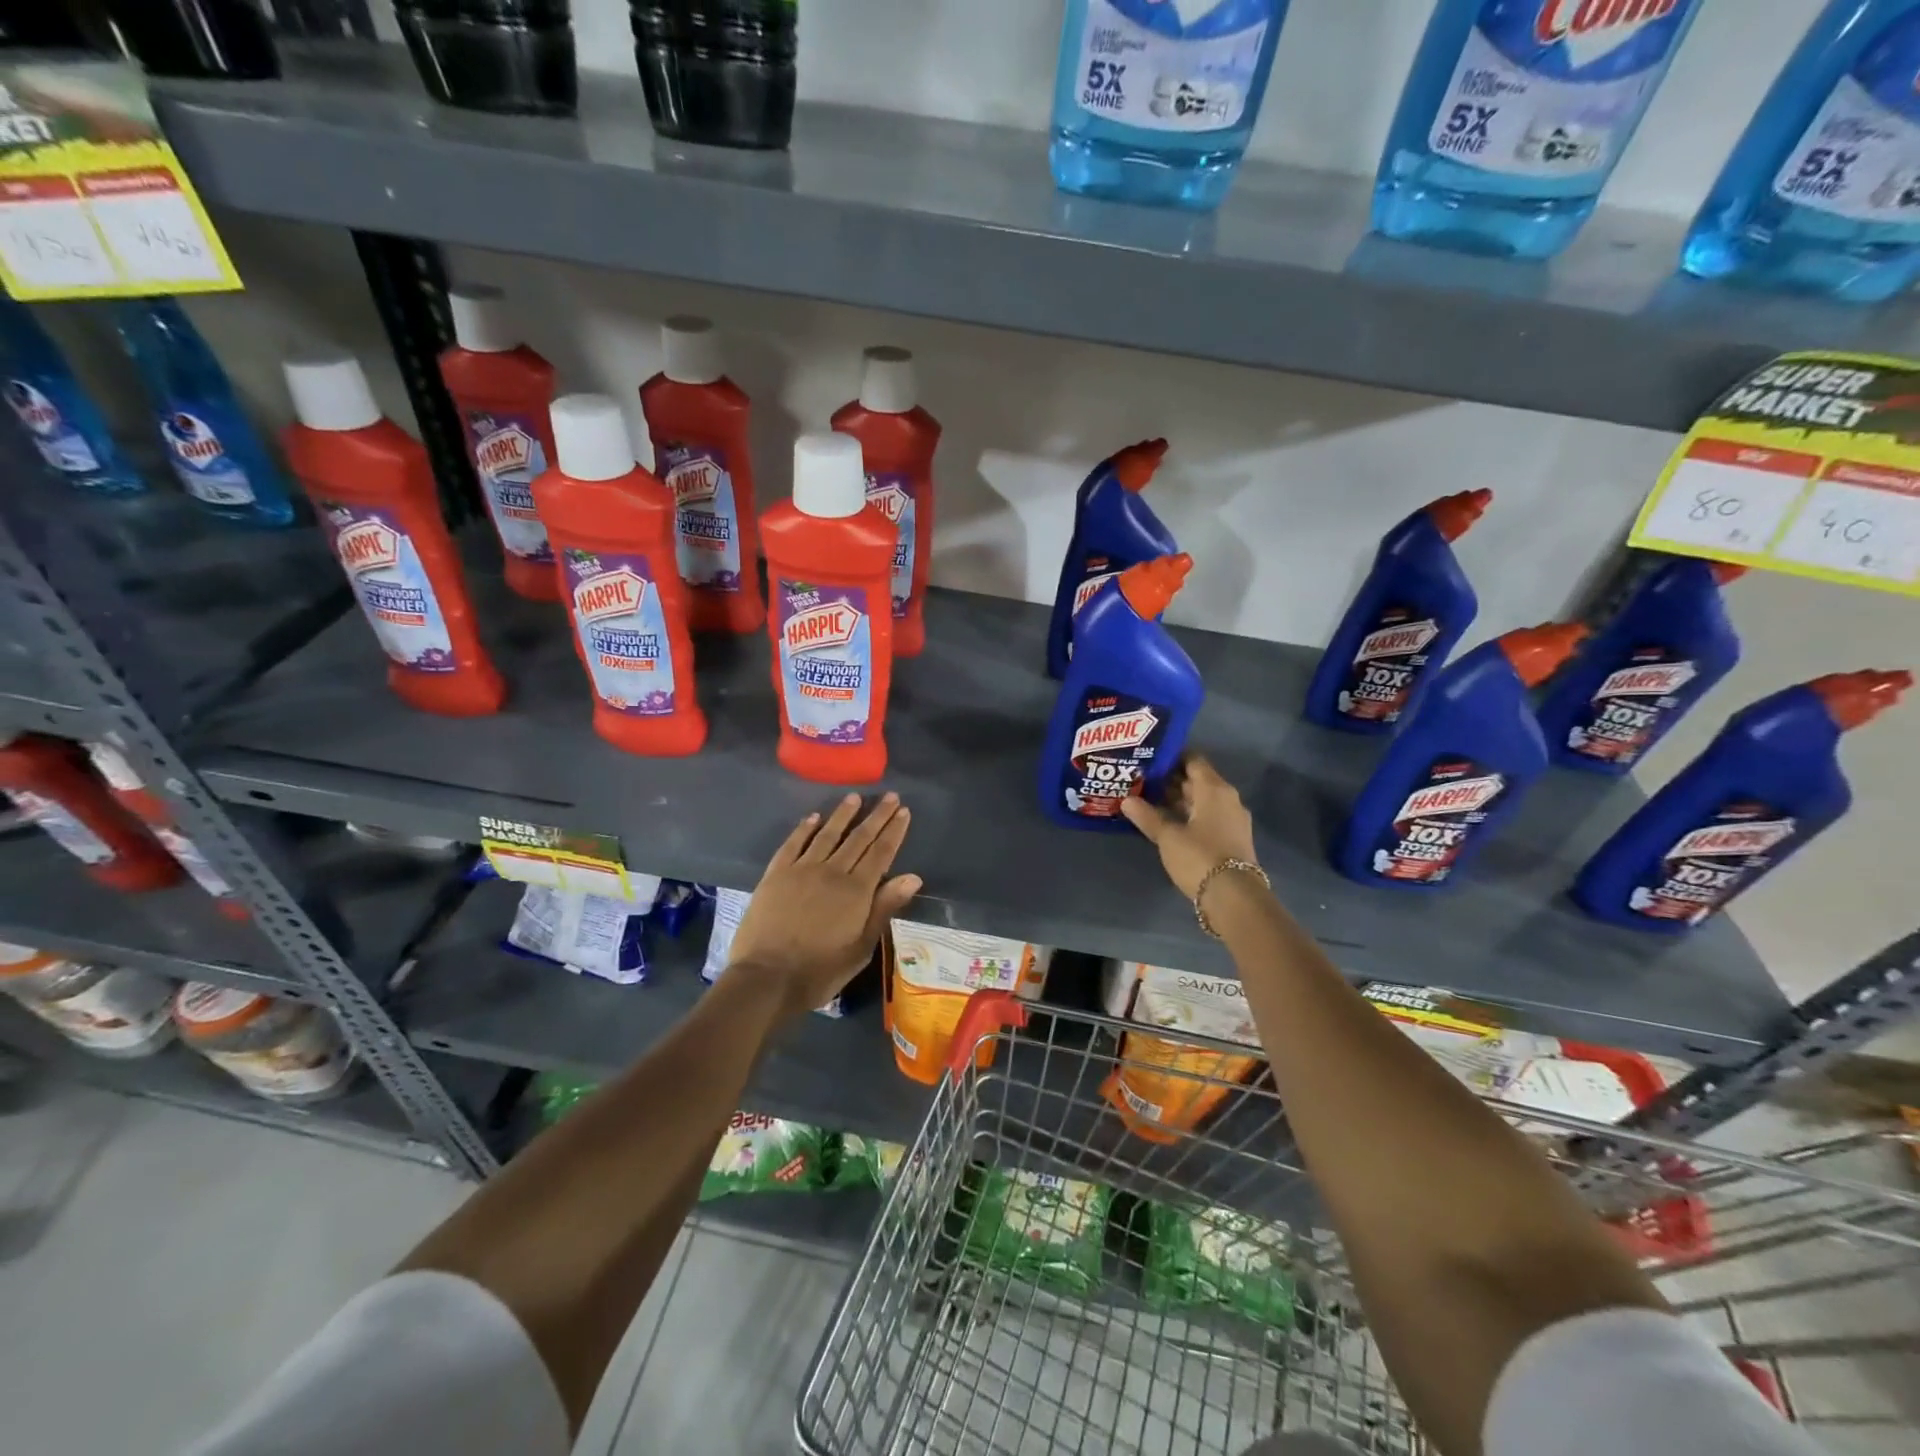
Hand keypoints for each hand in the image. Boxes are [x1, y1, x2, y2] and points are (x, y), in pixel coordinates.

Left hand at [726, 793, 921, 1020]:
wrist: (766, 978)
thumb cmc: (819, 970)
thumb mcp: (861, 948)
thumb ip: (884, 908)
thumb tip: (912, 876)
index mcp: (857, 891)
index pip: (881, 852)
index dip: (894, 831)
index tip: (904, 811)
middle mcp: (832, 871)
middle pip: (859, 838)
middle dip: (877, 816)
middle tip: (890, 796)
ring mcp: (801, 870)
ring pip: (827, 834)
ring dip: (843, 814)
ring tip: (855, 797)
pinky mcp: (776, 874)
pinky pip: (793, 843)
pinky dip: (804, 828)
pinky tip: (813, 817)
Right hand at [1121, 756, 1258, 899]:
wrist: (1234, 897)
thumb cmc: (1200, 857)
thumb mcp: (1168, 836)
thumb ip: (1147, 816)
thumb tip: (1126, 800)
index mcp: (1214, 789)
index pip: (1193, 760)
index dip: (1172, 757)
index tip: (1149, 758)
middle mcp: (1227, 798)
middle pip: (1198, 780)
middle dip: (1171, 779)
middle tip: (1142, 779)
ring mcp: (1232, 819)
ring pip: (1202, 800)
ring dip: (1179, 799)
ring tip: (1149, 799)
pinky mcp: (1232, 838)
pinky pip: (1208, 816)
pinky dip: (1189, 815)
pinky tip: (1168, 822)